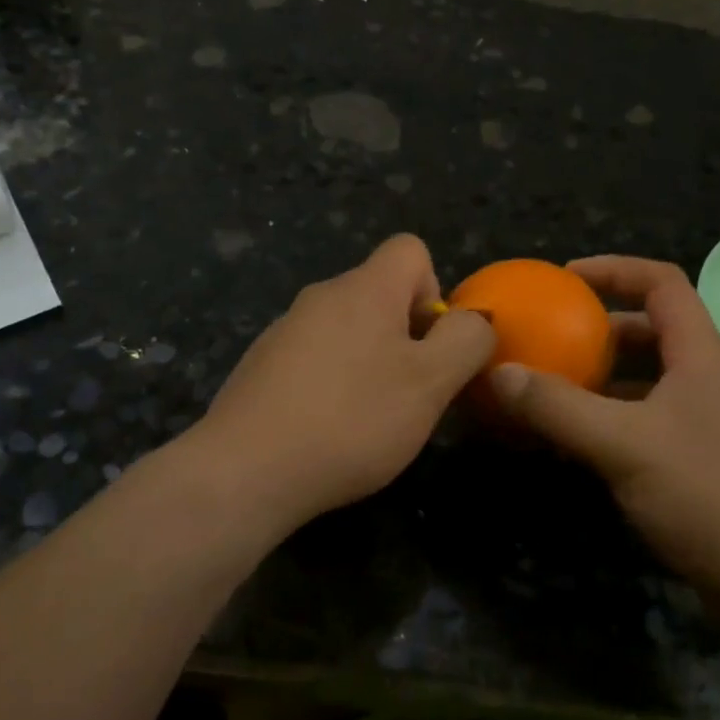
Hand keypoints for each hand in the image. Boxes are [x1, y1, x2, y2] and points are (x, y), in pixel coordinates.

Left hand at [191, 234, 495, 535]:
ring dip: (369, 362)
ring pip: (347, 329)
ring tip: (368, 419)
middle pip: (380, 293)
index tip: (430, 344)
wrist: (246, 470)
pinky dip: (332, 384)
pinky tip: (327, 430)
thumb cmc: (352, 419)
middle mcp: (321, 296)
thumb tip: (473, 320)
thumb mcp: (431, 383)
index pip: (409, 249)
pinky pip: (314, 359)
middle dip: (406, 336)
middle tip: (409, 393)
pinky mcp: (261, 365)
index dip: (434, 289)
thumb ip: (466, 341)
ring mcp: (285, 330)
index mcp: (364, 288)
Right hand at [487, 256, 719, 593]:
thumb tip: (499, 373)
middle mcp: (705, 377)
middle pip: (651, 328)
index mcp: (699, 354)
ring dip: (602, 375)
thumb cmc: (708, 495)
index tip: (564, 278)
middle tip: (550, 336)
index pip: (661, 282)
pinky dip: (609, 415)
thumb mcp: (623, 445)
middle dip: (599, 326)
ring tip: (552, 385)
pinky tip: (578, 440)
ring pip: (647, 377)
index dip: (614, 269)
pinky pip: (645, 417)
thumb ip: (559, 407)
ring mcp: (705, 420)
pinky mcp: (698, 458)